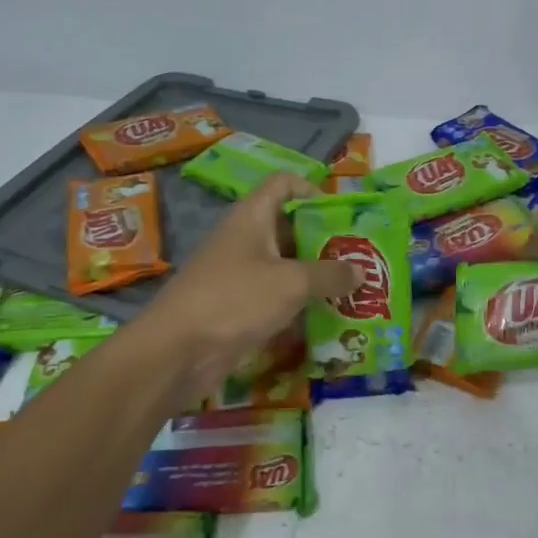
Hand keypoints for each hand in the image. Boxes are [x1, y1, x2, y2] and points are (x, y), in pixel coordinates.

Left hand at [135, 173, 357, 402]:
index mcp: (252, 218)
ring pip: (283, 266)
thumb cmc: (235, 300)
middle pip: (289, 228)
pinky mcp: (236, 308)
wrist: (176, 352)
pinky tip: (325, 319)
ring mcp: (238, 275)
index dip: (313, 190)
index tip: (341, 216)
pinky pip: (274, 297)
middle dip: (324, 242)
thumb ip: (330, 275)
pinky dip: (297, 305)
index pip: (284, 184)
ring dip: (314, 277)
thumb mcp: (292, 283)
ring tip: (351, 290)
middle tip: (359, 258)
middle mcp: (244, 240)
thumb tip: (361, 271)